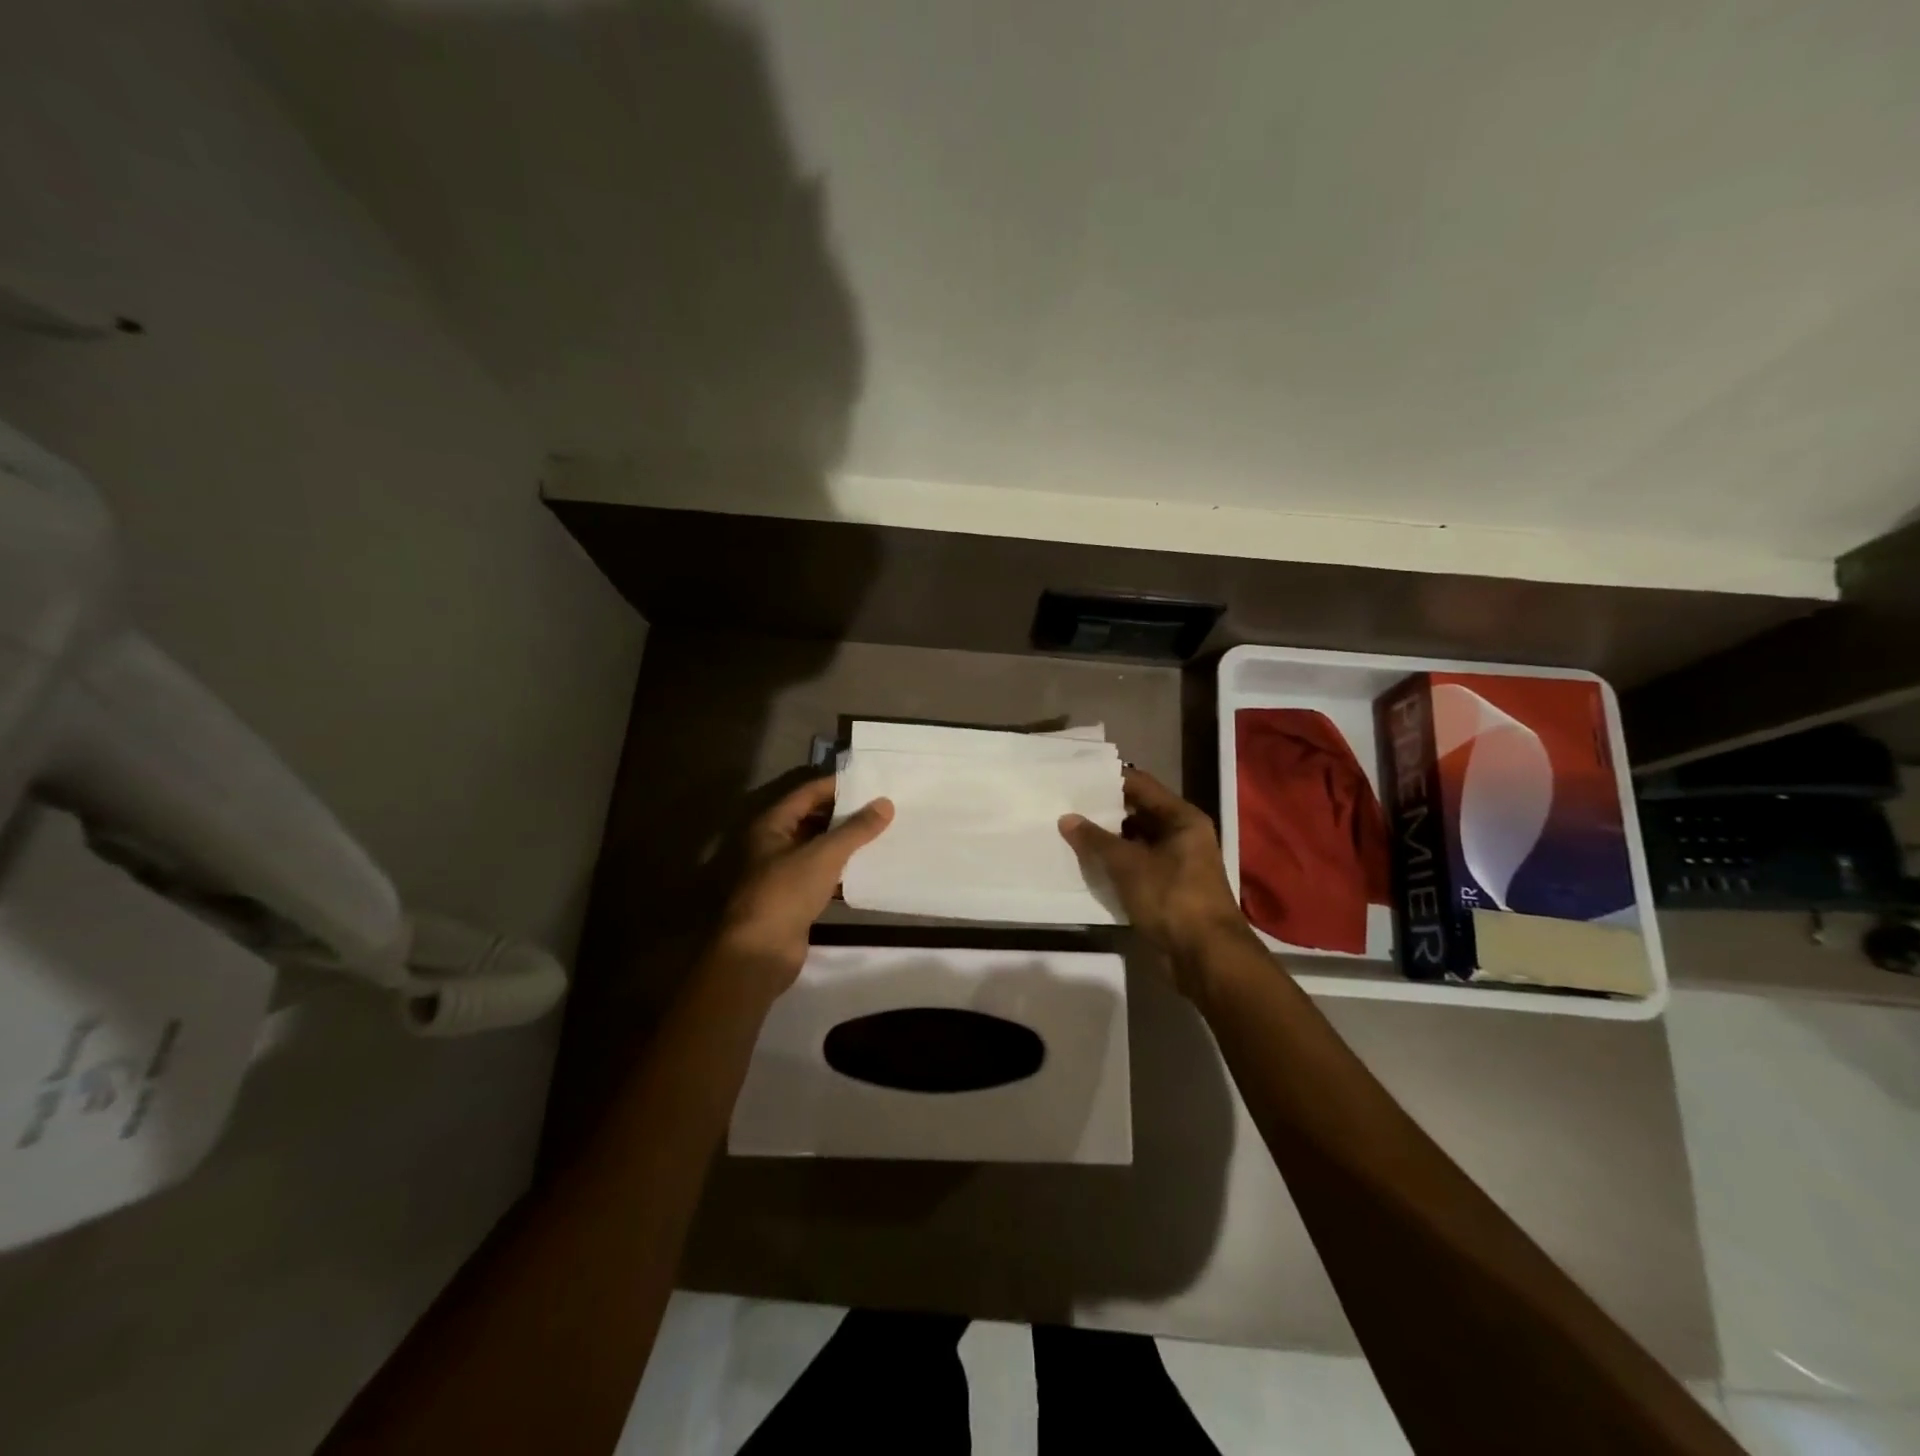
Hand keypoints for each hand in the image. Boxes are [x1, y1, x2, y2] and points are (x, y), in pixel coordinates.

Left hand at [713, 776, 893, 996]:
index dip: (836, 786)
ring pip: (819, 849)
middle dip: (845, 815)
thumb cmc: (786, 892)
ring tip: (882, 834)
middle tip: (881, 807)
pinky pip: (823, 876)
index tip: (869, 782)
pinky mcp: (794, 899)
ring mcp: (783, 873)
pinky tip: (869, 870)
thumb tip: (885, 804)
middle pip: (813, 820)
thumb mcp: (824, 855)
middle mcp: (774, 844)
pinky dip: (843, 872)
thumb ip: (856, 829)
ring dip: (846, 844)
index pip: (807, 793)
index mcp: (772, 825)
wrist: (761, 951)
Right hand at [1059, 767, 1254, 989]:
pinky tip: (1089, 864)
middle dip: (1105, 811)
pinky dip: (1117, 863)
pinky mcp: (1168, 887)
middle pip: (1139, 812)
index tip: (1076, 779)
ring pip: (1137, 841)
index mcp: (1182, 818)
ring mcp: (1177, 862)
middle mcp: (1182, 834)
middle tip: (1067, 805)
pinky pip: (1138, 865)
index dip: (1109, 780)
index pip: (1141, 785)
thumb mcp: (1129, 866)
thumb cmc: (1172, 898)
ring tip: (1071, 832)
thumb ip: (1096, 840)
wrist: (1206, 956)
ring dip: (1109, 839)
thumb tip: (1067, 818)